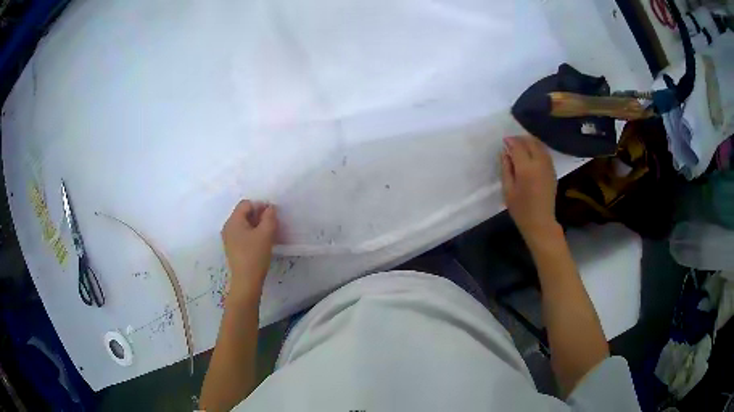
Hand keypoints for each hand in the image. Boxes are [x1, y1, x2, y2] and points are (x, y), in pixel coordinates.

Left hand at [221, 200, 277, 297]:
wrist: (246, 281)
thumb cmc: (255, 255)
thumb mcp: (266, 234)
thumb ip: (269, 217)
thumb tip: (270, 208)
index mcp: (233, 221)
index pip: (246, 204)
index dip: (260, 205)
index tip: (272, 215)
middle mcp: (228, 227)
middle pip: (243, 213)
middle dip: (258, 215)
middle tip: (271, 224)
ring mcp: (228, 238)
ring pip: (243, 224)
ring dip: (256, 225)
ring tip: (268, 234)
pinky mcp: (232, 248)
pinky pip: (242, 234)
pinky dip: (252, 234)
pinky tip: (260, 243)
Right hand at [500, 136, 558, 241]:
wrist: (541, 222)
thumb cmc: (521, 209)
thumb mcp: (508, 190)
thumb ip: (506, 169)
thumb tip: (504, 153)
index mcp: (526, 169)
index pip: (518, 146)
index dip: (510, 141)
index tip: (504, 141)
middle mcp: (539, 163)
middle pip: (531, 142)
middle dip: (520, 139)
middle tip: (512, 142)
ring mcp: (548, 166)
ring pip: (540, 145)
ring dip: (530, 142)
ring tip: (522, 145)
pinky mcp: (552, 171)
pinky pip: (545, 153)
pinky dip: (538, 148)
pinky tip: (532, 153)